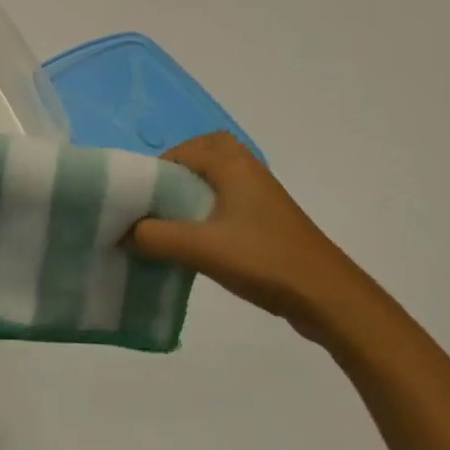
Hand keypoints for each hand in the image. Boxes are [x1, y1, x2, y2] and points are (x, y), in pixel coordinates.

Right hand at [129, 132, 379, 344]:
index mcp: (231, 162)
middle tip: (153, 209)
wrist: (328, 297)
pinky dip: (206, 214)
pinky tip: (197, 245)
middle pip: (198, 159)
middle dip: (172, 180)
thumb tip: (121, 233)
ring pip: (212, 183)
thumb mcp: (201, 248)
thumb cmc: (264, 260)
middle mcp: (245, 168)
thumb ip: (154, 238)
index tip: (136, 203)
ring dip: (188, 199)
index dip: (153, 174)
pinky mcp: (266, 218)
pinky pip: (225, 202)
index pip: (179, 152)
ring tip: (169, 229)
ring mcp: (259, 193)